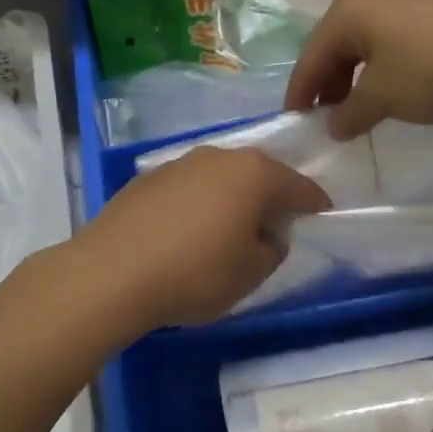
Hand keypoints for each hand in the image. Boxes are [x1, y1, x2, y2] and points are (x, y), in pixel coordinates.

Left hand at [71, 147, 331, 329]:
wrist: (110, 273)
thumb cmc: (194, 274)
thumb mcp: (251, 273)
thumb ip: (272, 248)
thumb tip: (268, 233)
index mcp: (253, 174)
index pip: (298, 186)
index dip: (314, 204)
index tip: (321, 216)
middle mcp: (217, 157)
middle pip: (257, 175)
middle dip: (270, 198)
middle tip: (275, 227)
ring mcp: (178, 164)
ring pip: (219, 179)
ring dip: (230, 199)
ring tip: (228, 231)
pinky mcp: (146, 179)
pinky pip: (187, 189)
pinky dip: (197, 204)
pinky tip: (187, 232)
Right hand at [285, 0, 432, 139]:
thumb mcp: (383, 98)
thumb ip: (349, 114)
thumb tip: (332, 126)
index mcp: (345, 12)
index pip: (309, 59)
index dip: (300, 95)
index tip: (294, 125)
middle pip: (334, 50)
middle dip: (328, 88)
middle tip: (328, 123)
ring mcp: (400, 3)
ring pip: (362, 48)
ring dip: (355, 82)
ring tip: (359, 113)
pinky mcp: (428, 13)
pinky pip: (388, 45)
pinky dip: (381, 72)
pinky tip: (391, 93)